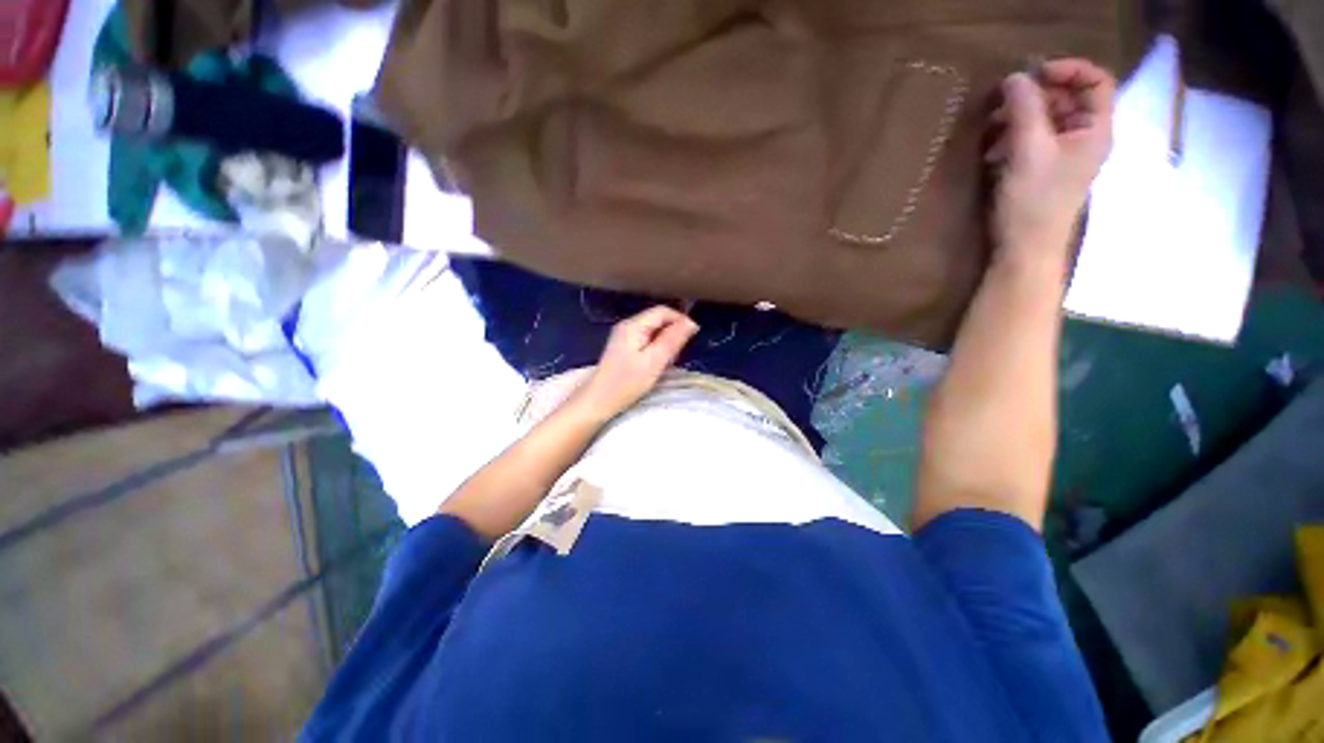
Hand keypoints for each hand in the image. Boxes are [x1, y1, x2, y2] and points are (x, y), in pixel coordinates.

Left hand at [571, 306, 698, 419]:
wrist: (599, 400)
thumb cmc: (627, 382)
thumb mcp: (654, 362)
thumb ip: (672, 340)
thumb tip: (691, 322)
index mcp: (633, 325)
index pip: (662, 311)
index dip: (680, 319)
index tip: (693, 337)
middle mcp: (627, 325)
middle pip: (657, 318)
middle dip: (673, 330)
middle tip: (680, 351)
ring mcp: (623, 335)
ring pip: (653, 329)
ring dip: (665, 339)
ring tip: (670, 358)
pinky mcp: (623, 346)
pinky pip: (646, 337)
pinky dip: (656, 345)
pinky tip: (658, 361)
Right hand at [986, 59, 1115, 253]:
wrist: (1025, 249)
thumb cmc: (1034, 202)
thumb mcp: (1029, 151)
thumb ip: (1024, 110)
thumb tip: (1014, 77)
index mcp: (1095, 129)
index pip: (1096, 81)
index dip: (1068, 70)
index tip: (1032, 74)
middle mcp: (1084, 137)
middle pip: (1066, 98)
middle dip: (1034, 96)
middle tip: (1000, 103)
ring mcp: (1063, 155)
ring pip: (1045, 119)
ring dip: (1017, 119)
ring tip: (990, 132)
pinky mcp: (1042, 169)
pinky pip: (1031, 140)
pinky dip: (1011, 138)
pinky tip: (992, 152)